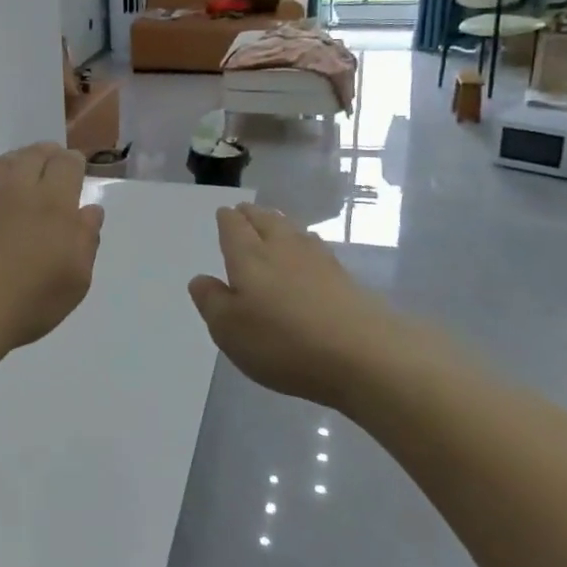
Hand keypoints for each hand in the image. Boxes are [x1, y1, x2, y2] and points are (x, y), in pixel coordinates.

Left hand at [0, 144, 103, 360]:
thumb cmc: (23, 304)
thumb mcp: (73, 282)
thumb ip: (85, 240)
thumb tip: (89, 210)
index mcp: (54, 205)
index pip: (67, 165)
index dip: (73, 163)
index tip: (76, 170)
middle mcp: (19, 189)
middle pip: (36, 155)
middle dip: (49, 156)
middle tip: (53, 165)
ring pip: (8, 161)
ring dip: (21, 160)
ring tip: (26, 170)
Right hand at [188, 204, 438, 408]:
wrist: (365, 355)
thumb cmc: (283, 341)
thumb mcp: (229, 329)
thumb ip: (211, 301)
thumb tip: (201, 279)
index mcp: (249, 256)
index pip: (234, 226)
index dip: (227, 219)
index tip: (224, 214)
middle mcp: (282, 249)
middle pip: (266, 220)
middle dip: (253, 214)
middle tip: (245, 211)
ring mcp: (319, 261)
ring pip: (293, 231)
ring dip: (280, 224)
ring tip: (274, 224)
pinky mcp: (346, 279)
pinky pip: (316, 250)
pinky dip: (305, 245)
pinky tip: (308, 254)